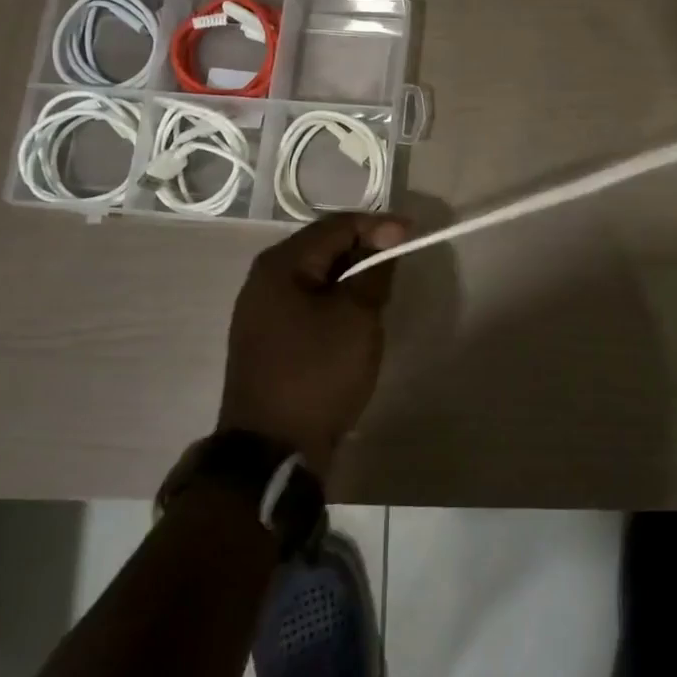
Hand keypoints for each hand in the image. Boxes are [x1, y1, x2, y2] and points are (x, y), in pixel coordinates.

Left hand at [219, 212, 408, 473]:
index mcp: (280, 264)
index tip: (414, 234)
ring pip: (317, 277)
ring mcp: (262, 311)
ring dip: (352, 278)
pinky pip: (308, 304)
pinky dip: (336, 301)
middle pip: (323, 248)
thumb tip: (387, 237)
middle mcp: (264, 279)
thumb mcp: (356, 317)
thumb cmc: (317, 373)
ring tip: (383, 291)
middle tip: (400, 264)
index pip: (336, 225)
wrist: (272, 451)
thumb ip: (374, 271)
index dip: (378, 225)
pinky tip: (357, 318)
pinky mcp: (268, 339)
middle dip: (365, 250)